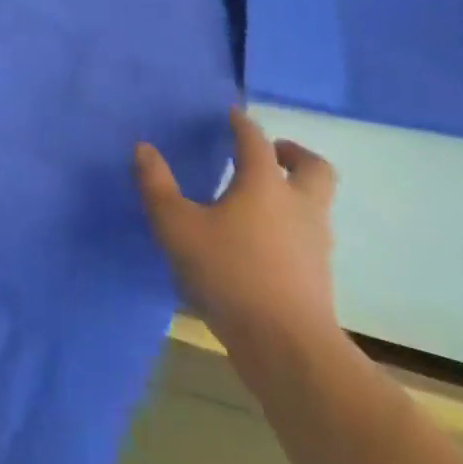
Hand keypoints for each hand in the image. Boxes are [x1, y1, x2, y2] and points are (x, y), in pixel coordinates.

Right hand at [135, 108, 338, 358]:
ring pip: (315, 204)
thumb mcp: (176, 226)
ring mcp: (315, 244)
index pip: (256, 140)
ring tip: (259, 200)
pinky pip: (308, 236)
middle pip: (314, 168)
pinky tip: (262, 242)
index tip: (231, 115)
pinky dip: (290, 227)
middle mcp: (298, 206)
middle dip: (293, 154)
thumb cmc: (230, 274)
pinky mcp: (318, 278)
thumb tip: (143, 148)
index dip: (242, 124)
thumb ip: (156, 186)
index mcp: (264, 185)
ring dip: (294, 192)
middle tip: (271, 152)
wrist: (289, 349)